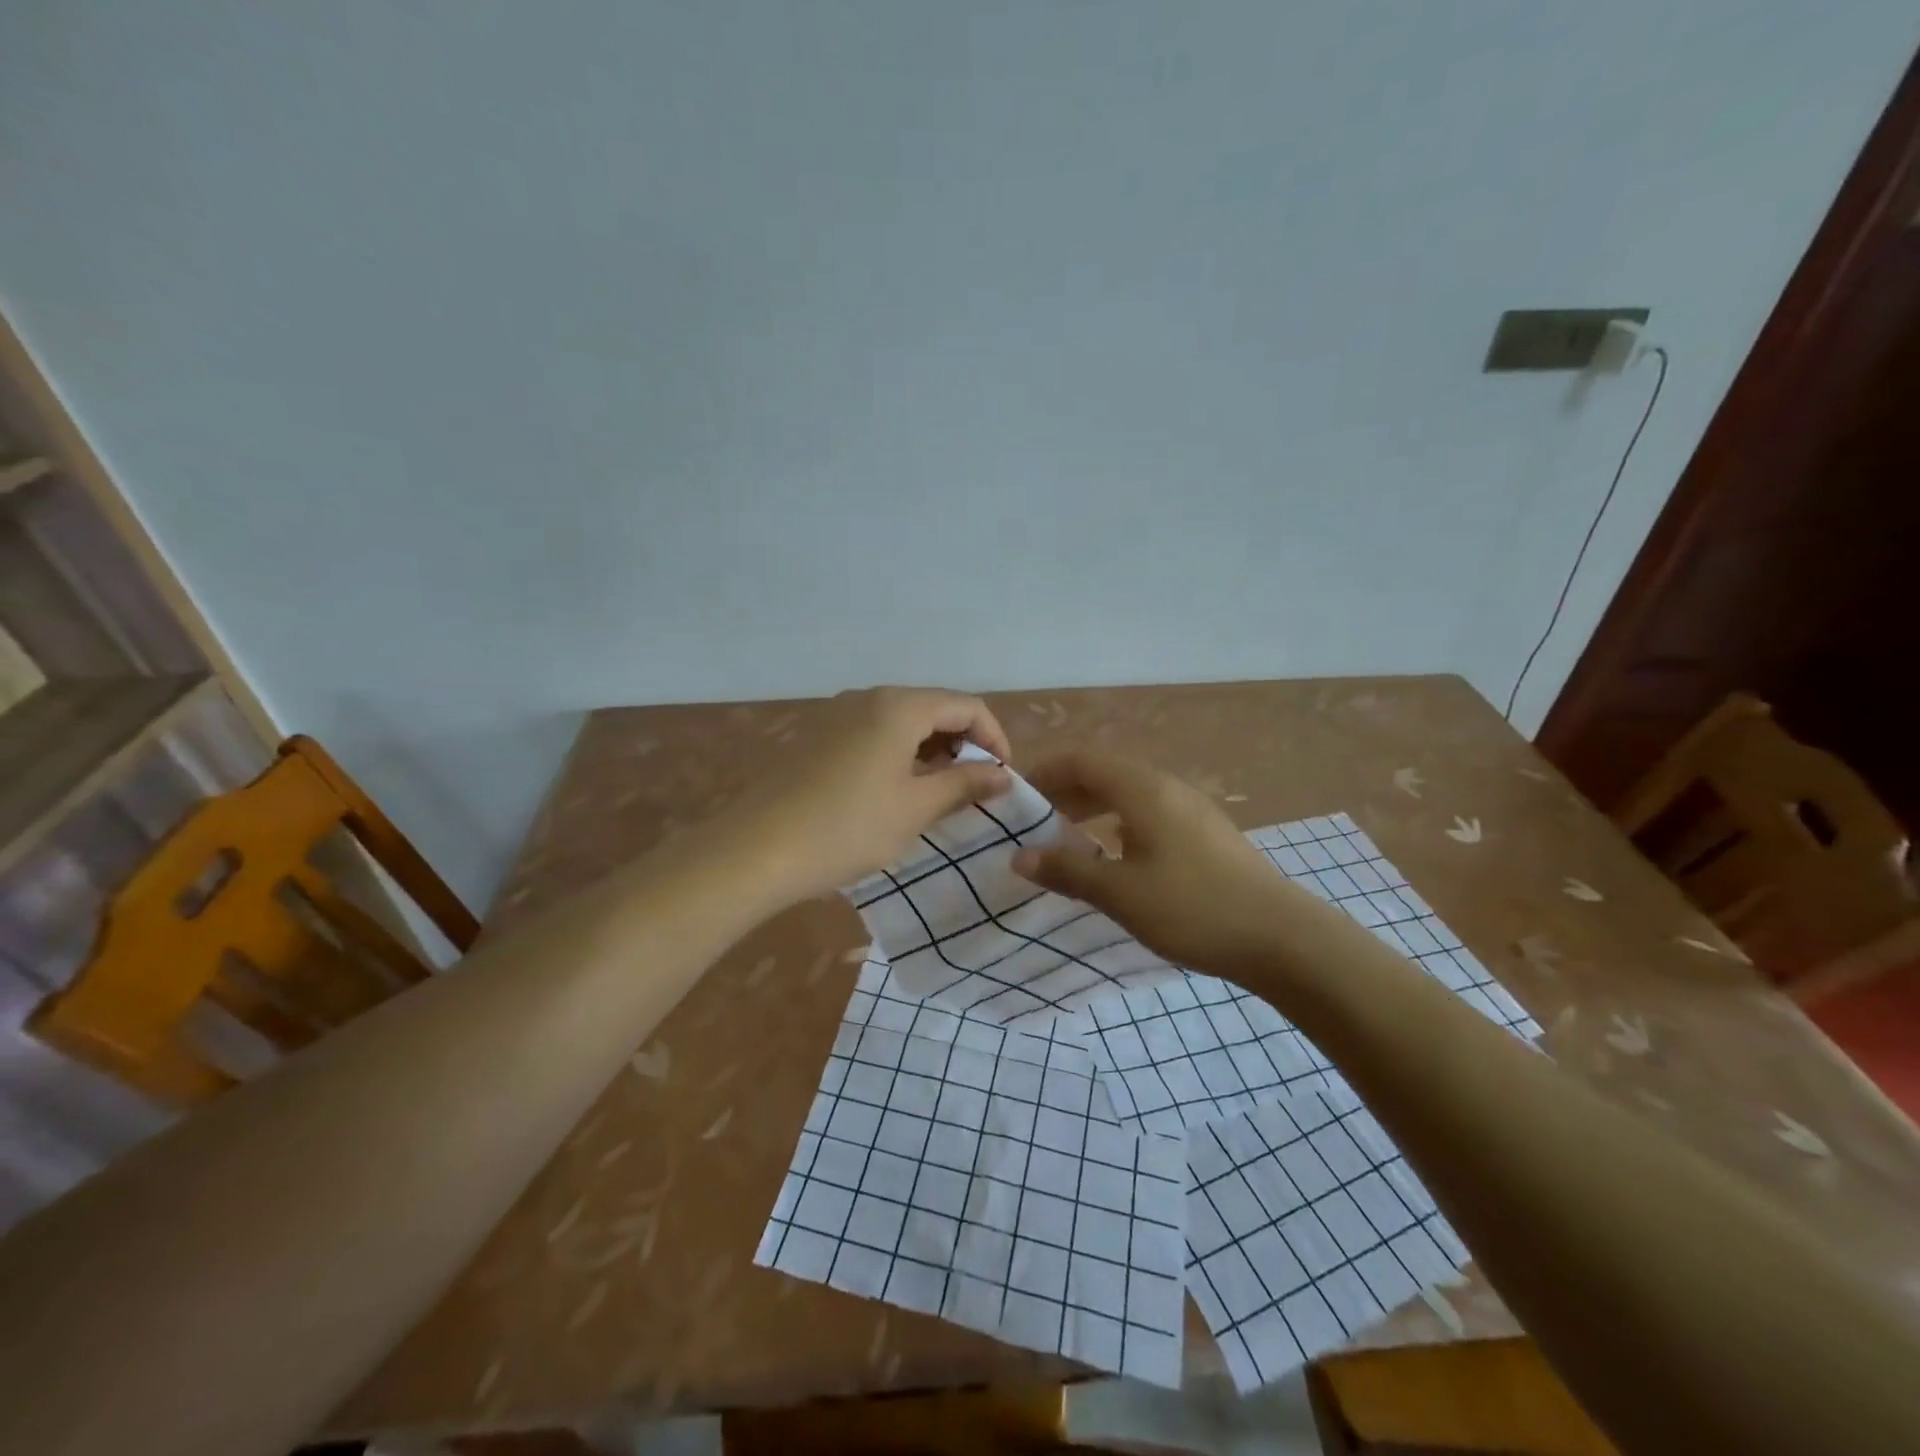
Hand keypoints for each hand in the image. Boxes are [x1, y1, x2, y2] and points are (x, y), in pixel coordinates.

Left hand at [729, 686, 1012, 904]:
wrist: (756, 850)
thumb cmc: (847, 827)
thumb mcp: (915, 808)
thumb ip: (964, 784)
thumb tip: (1002, 775)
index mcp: (898, 706)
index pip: (966, 706)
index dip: (994, 738)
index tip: (1002, 778)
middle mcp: (867, 698)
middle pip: (933, 708)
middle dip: (962, 743)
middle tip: (972, 788)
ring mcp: (835, 714)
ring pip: (901, 722)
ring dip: (930, 750)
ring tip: (937, 793)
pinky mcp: (815, 737)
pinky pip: (871, 734)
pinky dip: (897, 754)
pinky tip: (893, 792)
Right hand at [1010, 750, 1315, 979]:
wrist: (1282, 938)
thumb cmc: (1192, 908)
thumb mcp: (1120, 893)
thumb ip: (1067, 871)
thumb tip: (1019, 857)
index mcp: (1142, 789)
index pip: (1081, 760)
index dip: (1044, 771)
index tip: (1015, 796)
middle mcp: (1167, 788)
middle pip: (1105, 773)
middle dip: (1065, 792)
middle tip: (1033, 821)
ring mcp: (1191, 810)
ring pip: (1128, 795)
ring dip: (1092, 809)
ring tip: (1066, 838)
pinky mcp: (1206, 834)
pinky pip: (1148, 814)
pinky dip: (1118, 824)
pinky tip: (1114, 858)